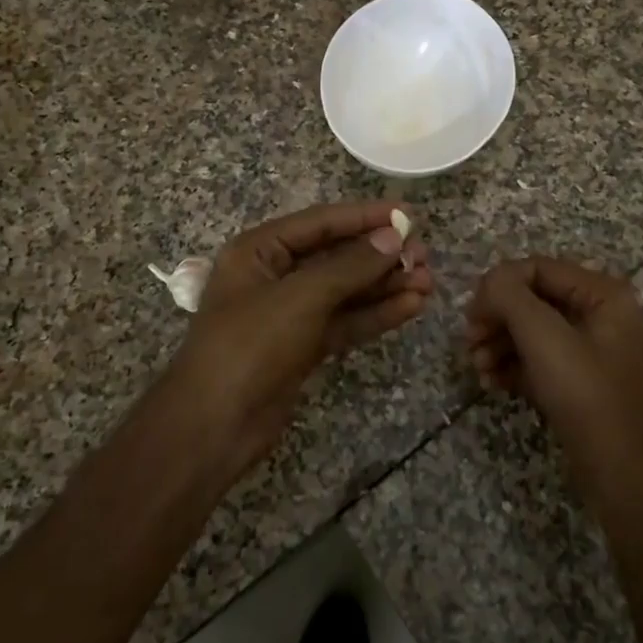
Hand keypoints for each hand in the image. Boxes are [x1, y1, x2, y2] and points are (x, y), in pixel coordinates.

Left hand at [166, 201, 431, 476]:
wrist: (213, 428)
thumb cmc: (250, 346)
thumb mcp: (301, 298)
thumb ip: (350, 266)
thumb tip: (393, 237)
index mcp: (259, 250)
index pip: (320, 223)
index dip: (364, 216)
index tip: (407, 213)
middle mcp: (274, 275)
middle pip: (336, 256)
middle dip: (380, 255)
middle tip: (424, 255)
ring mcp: (289, 313)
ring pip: (345, 291)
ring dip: (384, 285)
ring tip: (428, 281)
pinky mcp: (303, 347)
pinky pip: (345, 321)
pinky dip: (375, 314)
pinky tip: (411, 306)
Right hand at [465, 258, 642, 510]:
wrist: (624, 478)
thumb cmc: (587, 397)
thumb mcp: (544, 338)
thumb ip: (510, 296)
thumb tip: (488, 282)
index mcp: (602, 294)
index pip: (537, 268)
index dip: (499, 285)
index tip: (471, 315)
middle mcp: (599, 314)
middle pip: (532, 299)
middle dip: (496, 318)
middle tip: (469, 342)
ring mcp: (590, 349)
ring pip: (531, 330)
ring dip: (498, 343)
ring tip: (477, 367)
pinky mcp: (578, 381)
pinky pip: (538, 359)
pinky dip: (511, 365)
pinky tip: (491, 383)